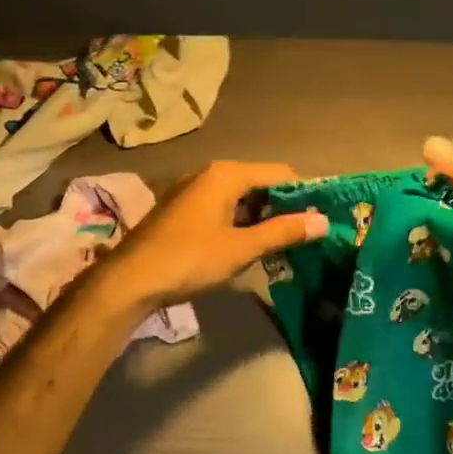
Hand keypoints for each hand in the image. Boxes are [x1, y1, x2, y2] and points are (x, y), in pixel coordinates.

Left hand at [97, 161, 327, 309]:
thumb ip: (283, 232)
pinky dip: (240, 222)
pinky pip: (222, 208)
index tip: (322, 216)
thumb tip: (323, 221)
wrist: (129, 281)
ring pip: (240, 198)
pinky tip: (249, 246)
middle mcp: (209, 174)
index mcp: (227, 174)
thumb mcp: (242, 248)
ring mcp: (192, 191)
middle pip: (260, 183)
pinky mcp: (182, 210)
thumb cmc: (190, 259)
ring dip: (262, 217)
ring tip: (283, 244)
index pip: (280, 173)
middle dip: (283, 207)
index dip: (304, 193)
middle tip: (306, 234)